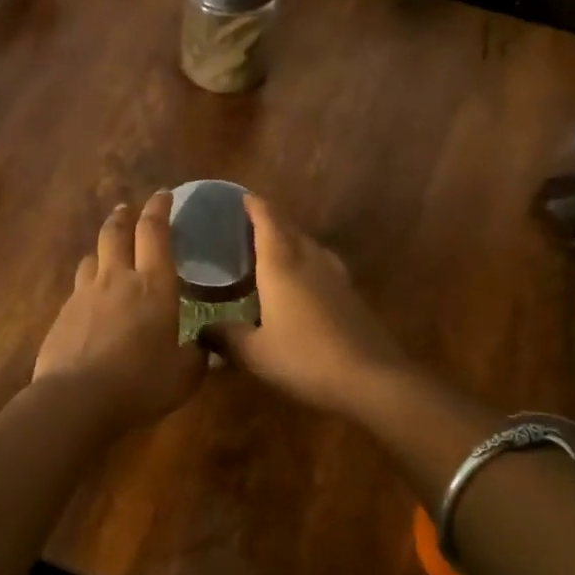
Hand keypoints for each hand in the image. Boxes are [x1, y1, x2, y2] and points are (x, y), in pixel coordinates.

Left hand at [33, 194, 205, 425]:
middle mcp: (117, 278)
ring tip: (107, 253)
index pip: (155, 232)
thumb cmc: (141, 382)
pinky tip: (91, 300)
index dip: (160, 209)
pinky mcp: (63, 314)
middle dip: (124, 216)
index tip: (164, 195)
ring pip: (92, 257)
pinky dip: (88, 284)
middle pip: (117, 232)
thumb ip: (197, 356)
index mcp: (154, 285)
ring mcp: (85, 294)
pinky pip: (78, 288)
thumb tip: (205, 347)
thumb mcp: (184, 375)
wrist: (77, 399)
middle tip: (128, 209)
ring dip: (102, 248)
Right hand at [207, 196, 411, 417]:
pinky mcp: (351, 295)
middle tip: (249, 223)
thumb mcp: (255, 354)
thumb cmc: (304, 359)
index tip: (241, 196)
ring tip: (274, 248)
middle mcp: (309, 261)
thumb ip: (226, 338)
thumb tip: (203, 331)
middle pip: (289, 229)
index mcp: (281, 265)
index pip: (267, 221)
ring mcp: (335, 277)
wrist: (371, 378)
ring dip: (291, 240)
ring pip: (310, 245)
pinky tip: (303, 281)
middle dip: (270, 220)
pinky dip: (307, 262)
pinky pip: (323, 265)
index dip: (254, 206)